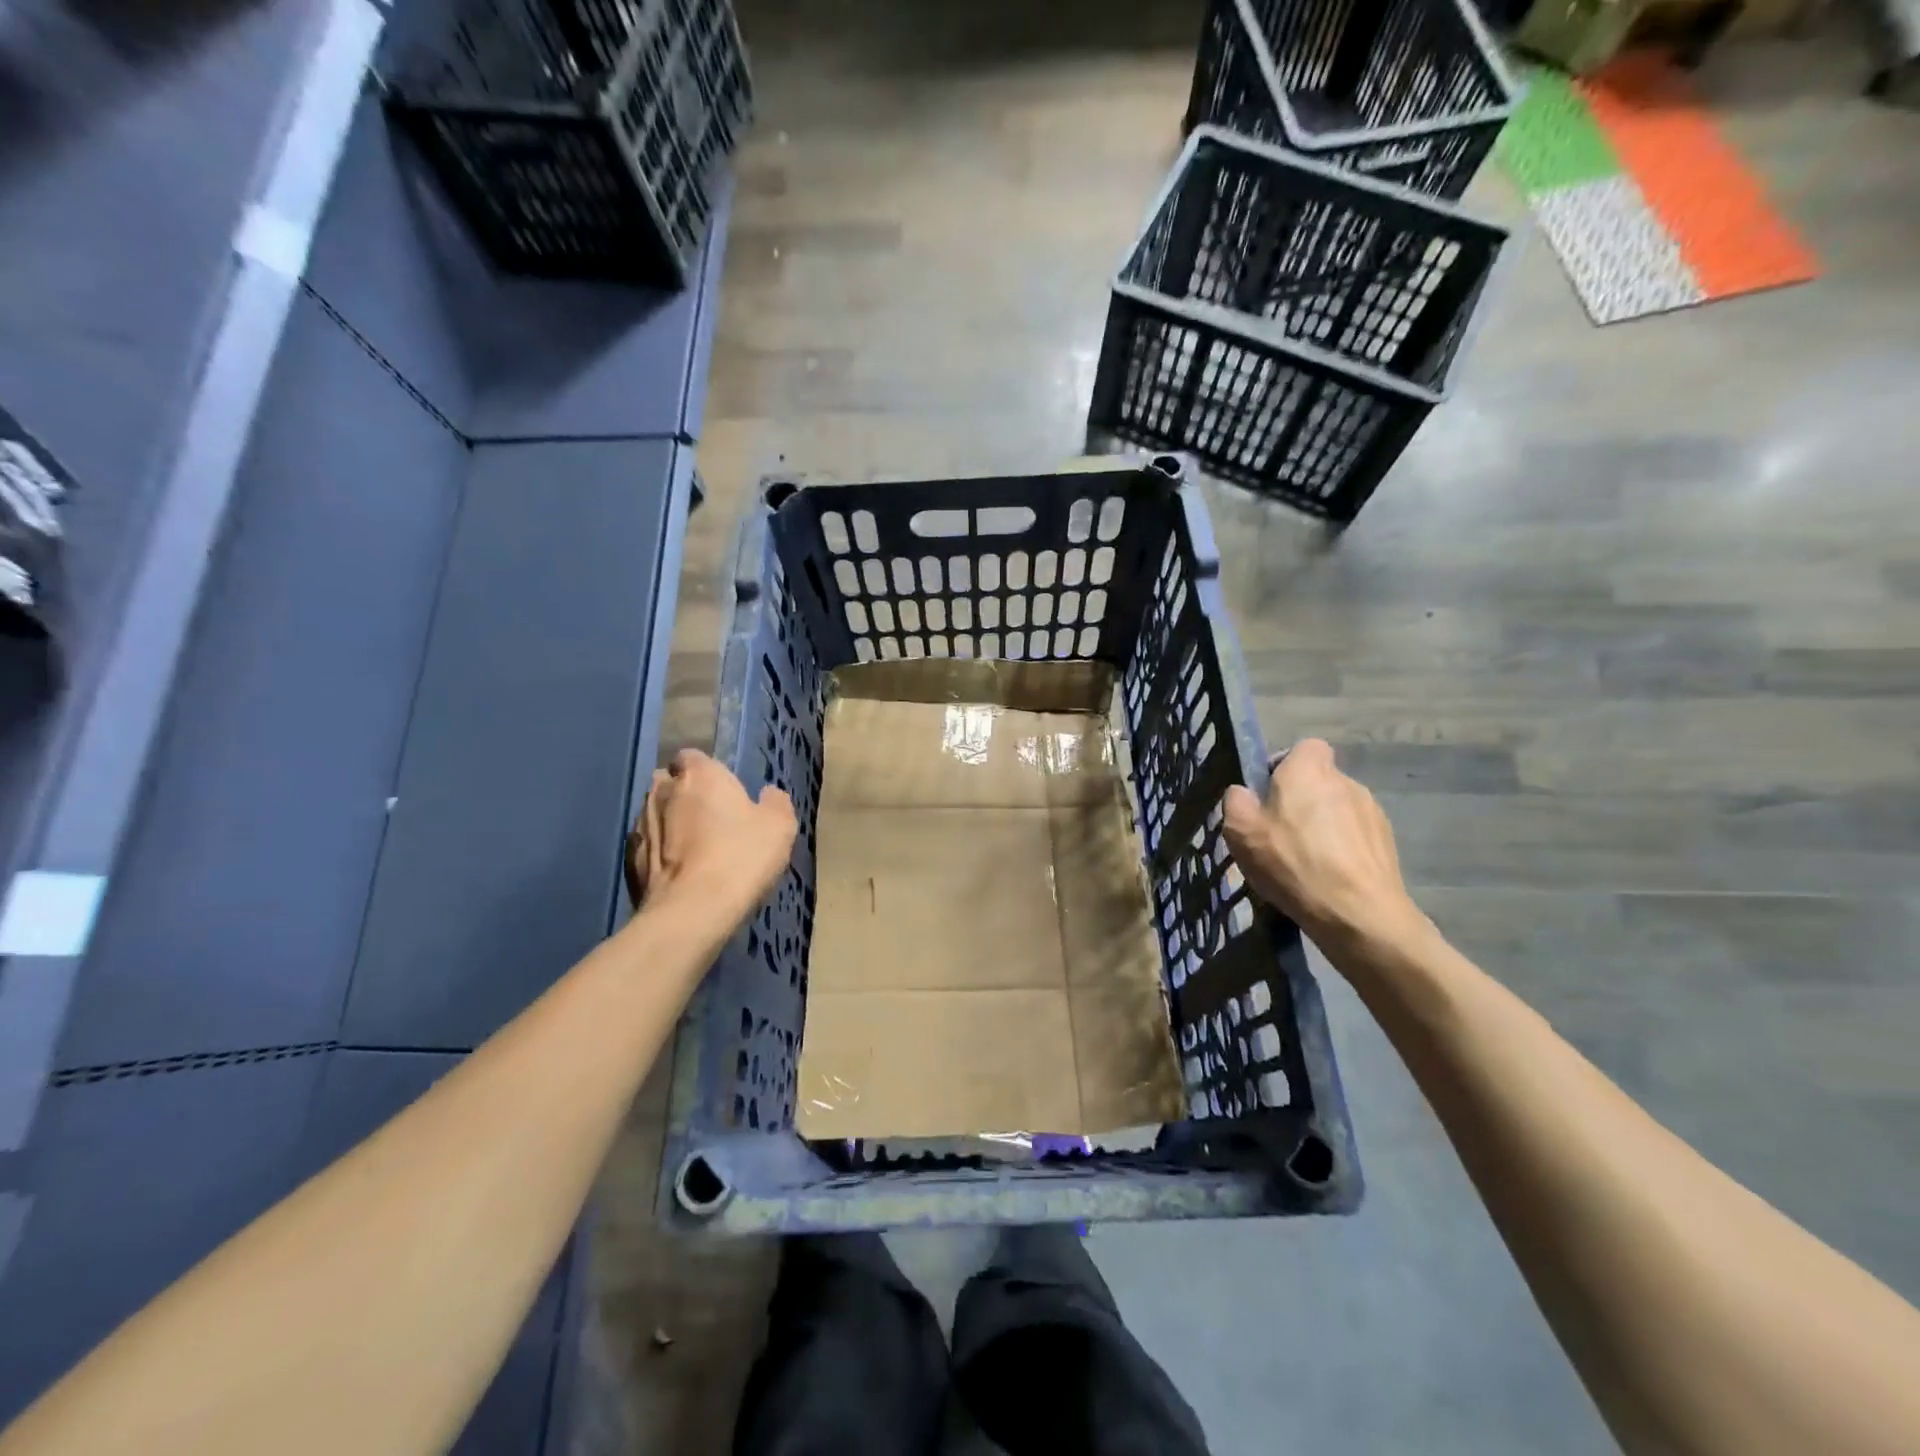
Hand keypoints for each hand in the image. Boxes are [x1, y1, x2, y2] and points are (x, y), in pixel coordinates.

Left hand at [626, 749, 795, 921]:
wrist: (692, 912)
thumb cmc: (740, 857)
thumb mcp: (780, 826)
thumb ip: (775, 802)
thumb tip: (768, 794)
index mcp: (698, 775)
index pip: (693, 757)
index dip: (707, 772)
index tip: (724, 792)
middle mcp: (661, 792)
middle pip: (670, 784)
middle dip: (685, 796)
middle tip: (711, 821)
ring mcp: (639, 826)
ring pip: (655, 815)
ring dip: (670, 826)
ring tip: (694, 852)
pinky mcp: (628, 861)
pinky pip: (647, 848)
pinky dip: (660, 855)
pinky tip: (679, 875)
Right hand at [1221, 739, 1425, 953]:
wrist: (1358, 913)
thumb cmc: (1292, 863)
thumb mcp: (1241, 832)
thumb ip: (1236, 802)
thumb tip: (1243, 793)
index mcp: (1308, 770)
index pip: (1304, 747)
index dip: (1284, 766)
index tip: (1268, 795)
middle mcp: (1345, 781)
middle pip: (1319, 781)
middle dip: (1301, 801)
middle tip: (1280, 835)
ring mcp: (1372, 811)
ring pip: (1338, 809)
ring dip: (1323, 826)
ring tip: (1306, 862)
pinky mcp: (1388, 841)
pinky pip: (1356, 835)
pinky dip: (1343, 849)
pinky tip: (1329, 878)